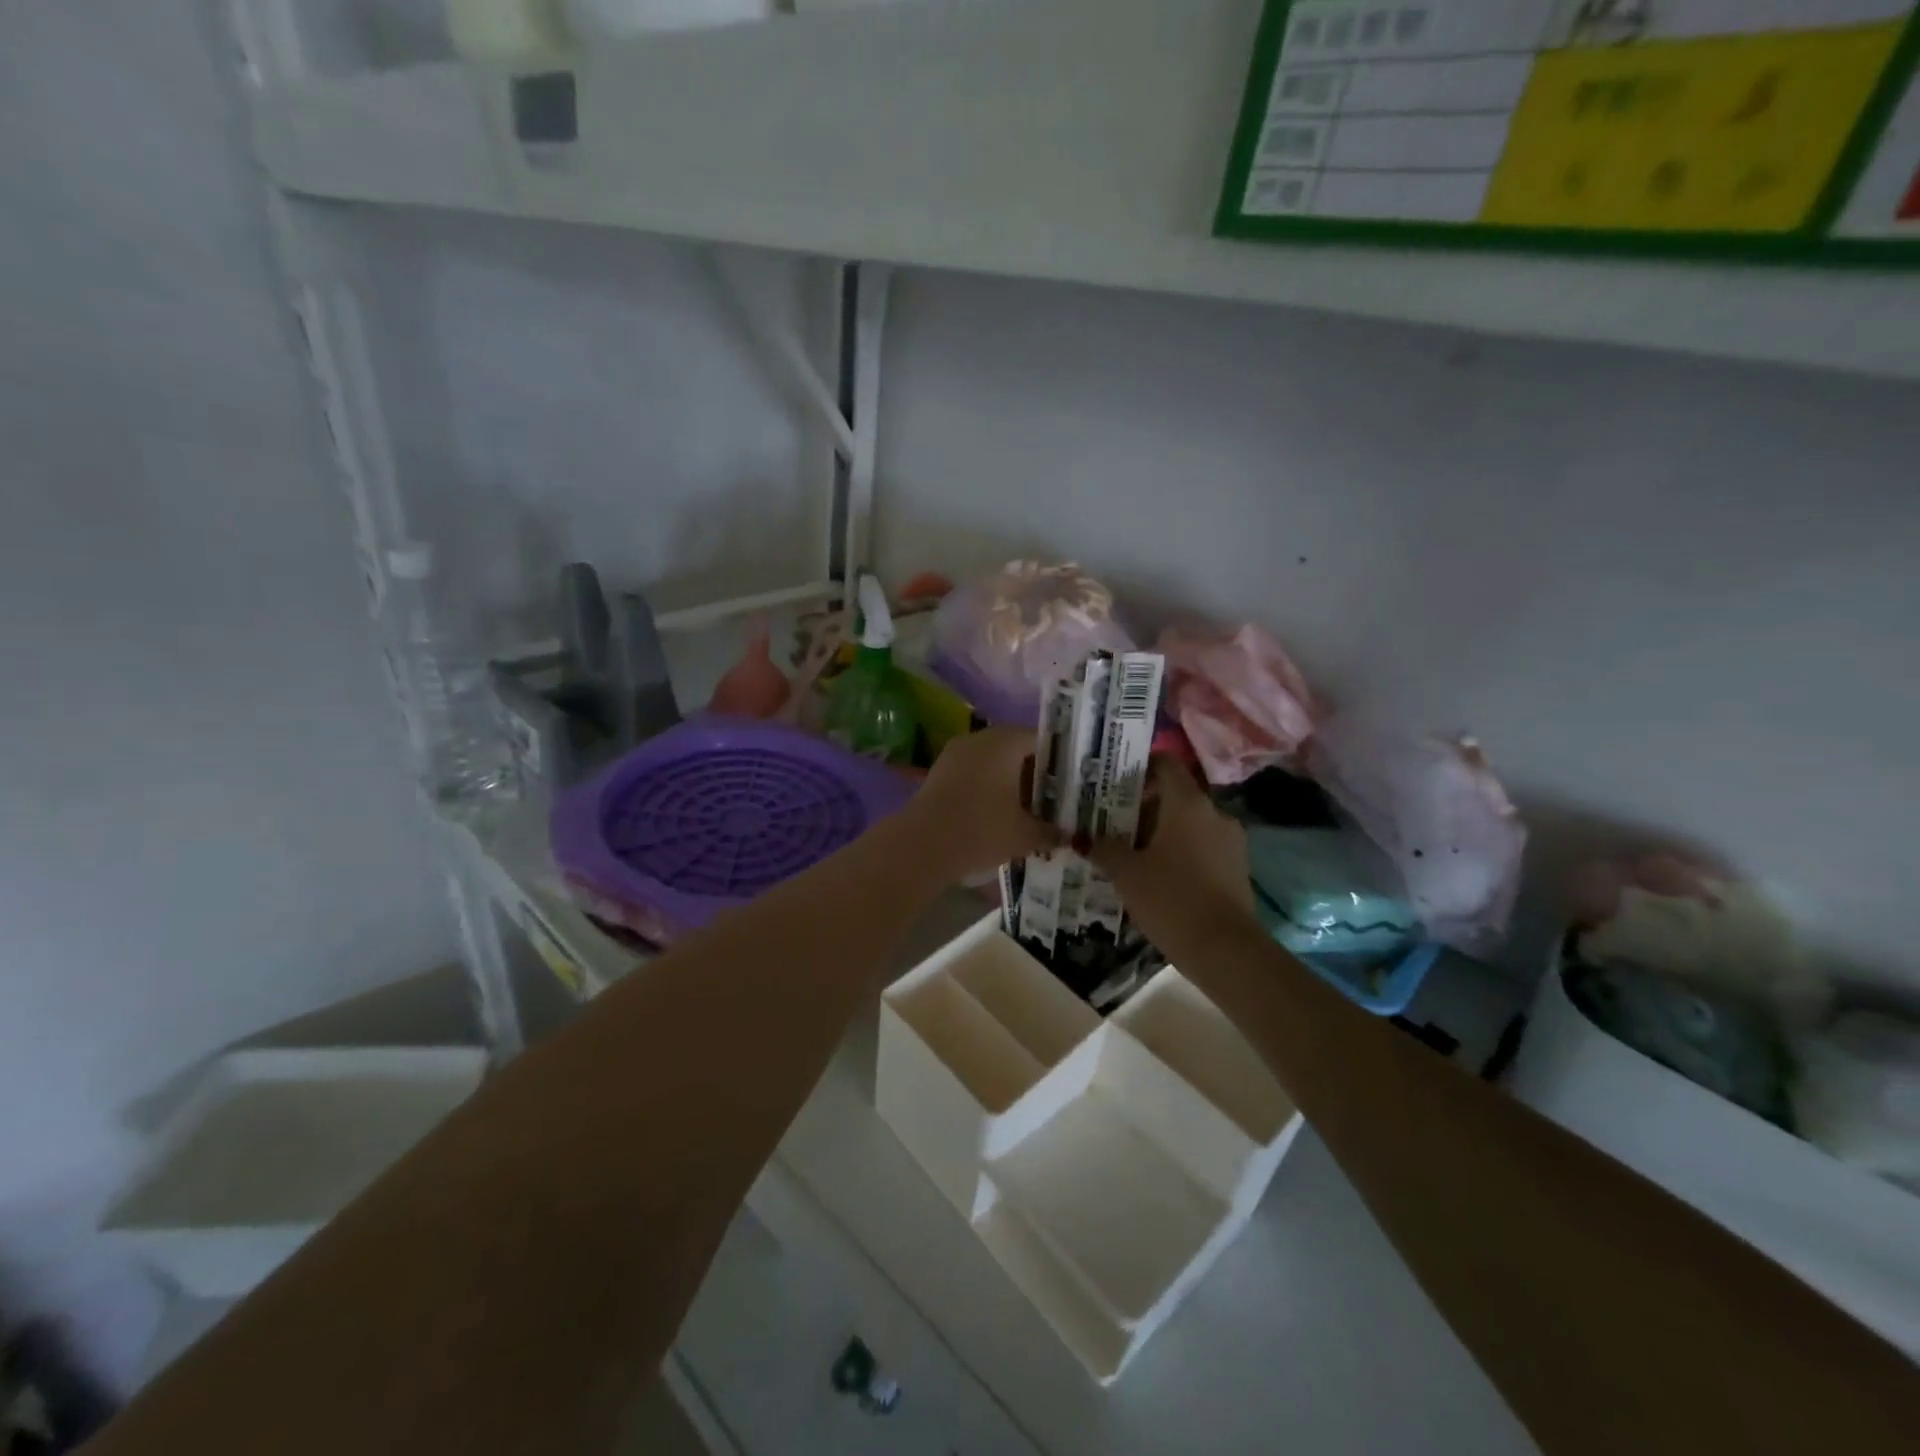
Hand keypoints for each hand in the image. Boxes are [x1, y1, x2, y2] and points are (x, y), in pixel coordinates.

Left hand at [902, 728, 1059, 882]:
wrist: (922, 846)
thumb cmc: (982, 830)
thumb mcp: (1025, 835)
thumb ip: (1051, 832)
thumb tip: (1069, 835)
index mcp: (1006, 741)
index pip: (1042, 740)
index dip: (1061, 761)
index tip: (1074, 783)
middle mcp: (980, 738)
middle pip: (1017, 749)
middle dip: (1036, 774)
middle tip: (1056, 798)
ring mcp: (955, 754)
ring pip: (994, 762)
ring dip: (1011, 782)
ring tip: (1029, 809)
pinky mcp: (939, 773)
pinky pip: (974, 773)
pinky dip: (989, 789)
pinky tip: (999, 814)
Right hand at [1089, 756, 1261, 958]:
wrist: (1225, 950)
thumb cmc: (1171, 899)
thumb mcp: (1127, 873)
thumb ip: (1103, 848)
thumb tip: (1083, 837)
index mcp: (1187, 803)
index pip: (1166, 763)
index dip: (1141, 766)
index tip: (1115, 781)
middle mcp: (1214, 813)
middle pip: (1176, 795)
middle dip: (1145, 805)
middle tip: (1113, 821)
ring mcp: (1231, 841)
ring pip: (1190, 823)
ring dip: (1163, 831)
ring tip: (1133, 851)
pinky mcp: (1237, 868)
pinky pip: (1203, 847)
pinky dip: (1182, 852)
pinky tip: (1159, 875)